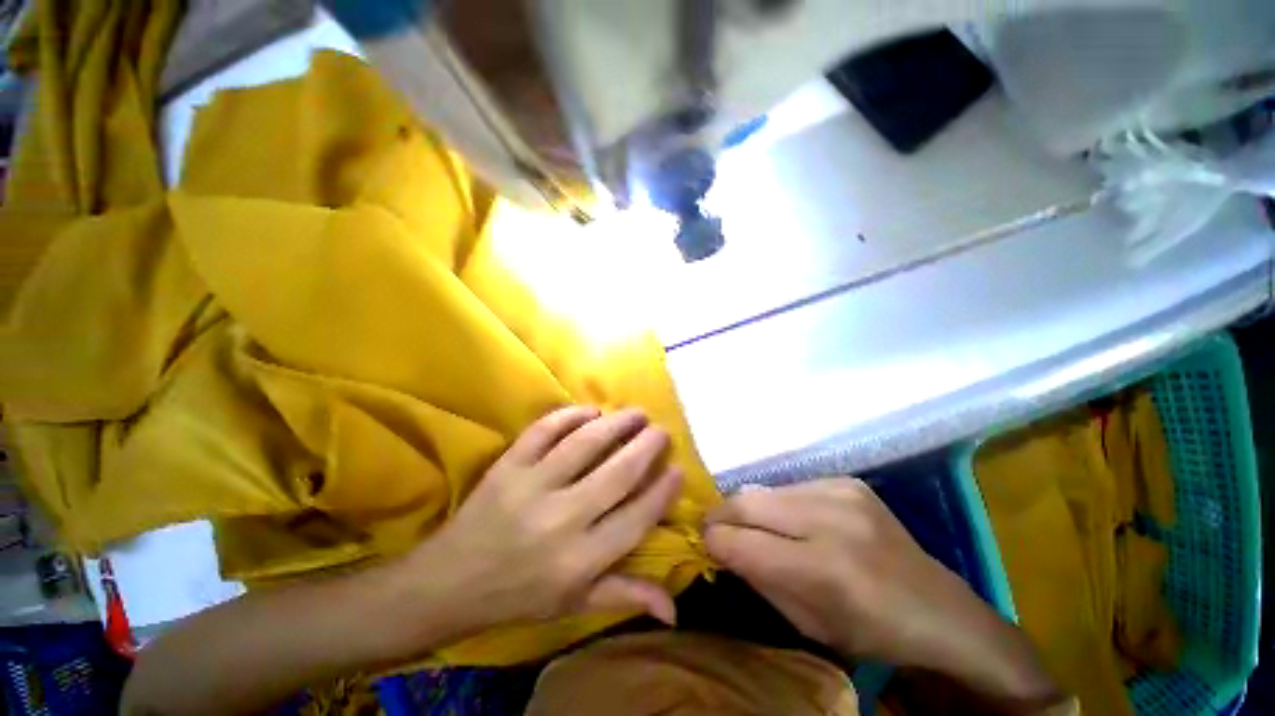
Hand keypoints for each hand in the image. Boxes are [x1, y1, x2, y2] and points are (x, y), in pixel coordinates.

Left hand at [400, 406, 682, 636]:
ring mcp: (531, 487)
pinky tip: (589, 410)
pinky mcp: (508, 466)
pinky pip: (544, 431)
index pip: (636, 518)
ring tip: (635, 413)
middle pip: (617, 473)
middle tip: (660, 432)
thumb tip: (675, 607)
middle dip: (646, 447)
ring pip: (585, 444)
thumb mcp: (574, 604)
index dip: (662, 491)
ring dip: (616, 423)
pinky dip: (569, 415)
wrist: (449, 583)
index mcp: (580, 560)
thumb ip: (625, 596)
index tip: (677, 470)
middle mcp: (561, 520)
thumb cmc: (519, 595)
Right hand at [704, 479, 1057, 689]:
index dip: (713, 540)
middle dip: (721, 514)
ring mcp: (842, 492)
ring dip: (750, 508)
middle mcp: (831, 519)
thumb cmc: (871, 632)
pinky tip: (791, 520)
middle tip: (712, 527)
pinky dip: (779, 503)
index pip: (742, 541)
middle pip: (748, 501)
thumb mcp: (807, 624)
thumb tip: (720, 545)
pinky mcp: (847, 481)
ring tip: (752, 526)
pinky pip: (792, 486)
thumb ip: (758, 579)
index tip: (702, 542)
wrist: (939, 610)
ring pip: (766, 489)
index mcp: (824, 569)